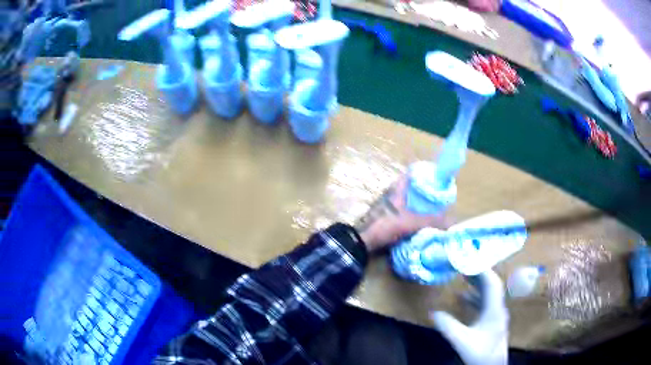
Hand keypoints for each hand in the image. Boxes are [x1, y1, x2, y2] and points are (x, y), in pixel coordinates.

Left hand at [354, 175, 449, 252]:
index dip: (425, 173)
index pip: (412, 173)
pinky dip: (413, 214)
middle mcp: (392, 193)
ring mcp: (388, 205)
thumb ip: (431, 222)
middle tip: (440, 197)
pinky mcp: (387, 216)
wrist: (363, 240)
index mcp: (397, 188)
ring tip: (435, 209)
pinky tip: (422, 221)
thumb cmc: (386, 225)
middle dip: (426, 191)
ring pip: (408, 200)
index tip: (439, 179)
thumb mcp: (411, 223)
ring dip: (419, 204)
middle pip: (412, 187)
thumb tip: (451, 222)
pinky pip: (404, 211)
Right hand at [431, 270, 508, 364]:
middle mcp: (498, 308)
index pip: (492, 283)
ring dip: (477, 284)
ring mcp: (496, 314)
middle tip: (463, 264)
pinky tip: (463, 298)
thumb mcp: (462, 341)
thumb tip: (432, 312)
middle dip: (478, 273)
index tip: (467, 260)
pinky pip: (484, 303)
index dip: (481, 270)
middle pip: (491, 285)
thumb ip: (448, 326)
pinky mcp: (492, 321)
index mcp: (495, 309)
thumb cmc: (481, 353)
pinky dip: (474, 297)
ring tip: (463, 275)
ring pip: (488, 293)